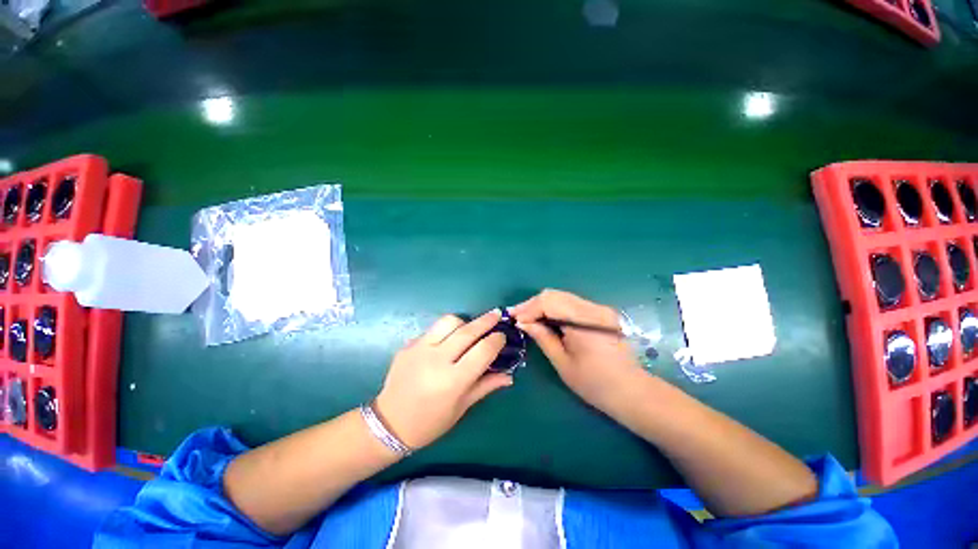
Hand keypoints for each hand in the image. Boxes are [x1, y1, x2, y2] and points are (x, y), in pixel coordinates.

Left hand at [375, 310, 512, 449]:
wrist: (389, 423)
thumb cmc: (430, 422)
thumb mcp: (461, 407)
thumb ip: (486, 386)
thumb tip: (509, 375)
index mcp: (453, 381)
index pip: (483, 351)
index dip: (496, 340)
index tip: (502, 336)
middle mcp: (437, 360)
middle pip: (468, 331)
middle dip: (486, 321)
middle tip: (497, 314)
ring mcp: (420, 349)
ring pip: (449, 321)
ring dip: (464, 322)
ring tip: (470, 328)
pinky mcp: (408, 344)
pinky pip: (433, 329)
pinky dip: (446, 330)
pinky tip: (448, 340)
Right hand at [511, 289, 644, 415]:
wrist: (632, 391)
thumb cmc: (595, 384)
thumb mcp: (563, 363)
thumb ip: (542, 337)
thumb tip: (522, 323)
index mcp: (585, 321)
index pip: (549, 302)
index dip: (528, 308)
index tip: (513, 318)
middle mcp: (593, 308)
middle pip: (554, 295)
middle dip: (532, 304)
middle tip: (517, 316)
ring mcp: (598, 308)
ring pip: (561, 296)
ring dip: (541, 305)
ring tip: (526, 317)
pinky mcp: (599, 312)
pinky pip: (570, 303)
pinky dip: (553, 308)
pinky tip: (544, 317)